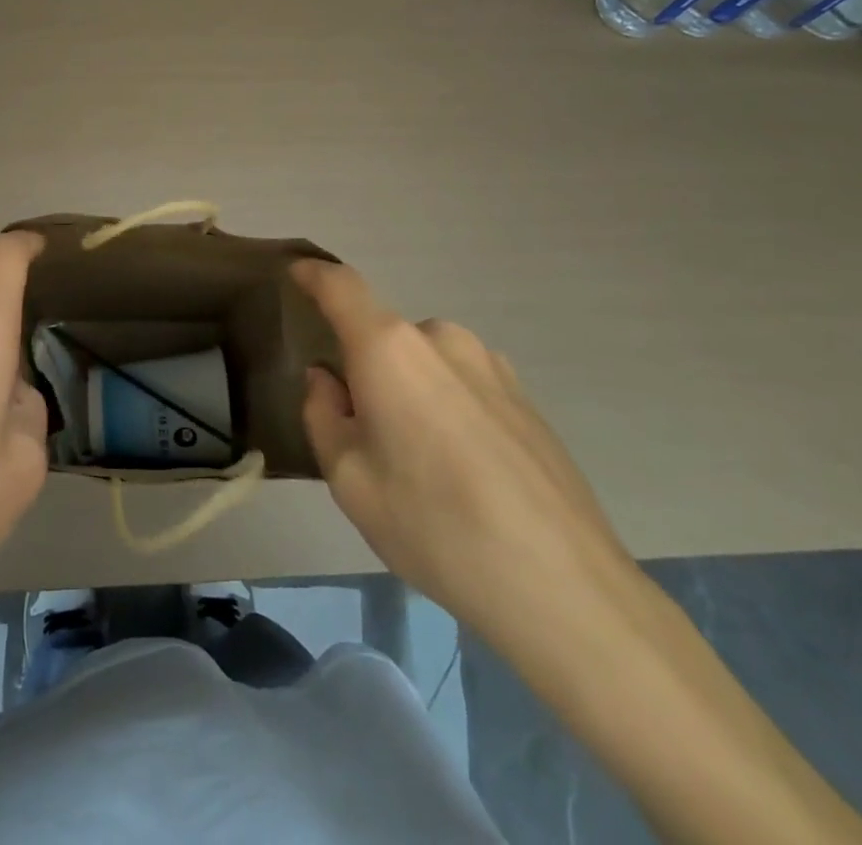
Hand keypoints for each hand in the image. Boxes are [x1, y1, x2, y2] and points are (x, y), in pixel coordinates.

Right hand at [294, 260, 634, 645]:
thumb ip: (323, 415)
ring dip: (408, 390)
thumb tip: (327, 379)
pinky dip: (446, 408)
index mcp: (389, 349)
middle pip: (384, 336)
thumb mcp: (349, 480)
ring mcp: (492, 365)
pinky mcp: (526, 398)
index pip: (341, 286)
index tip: (296, 272)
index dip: (314, 274)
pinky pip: (463, 384)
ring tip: (418, 461)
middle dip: (365, 369)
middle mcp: (441, 340)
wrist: (565, 589)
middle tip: (363, 432)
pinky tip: (463, 472)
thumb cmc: (434, 526)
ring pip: (426, 363)